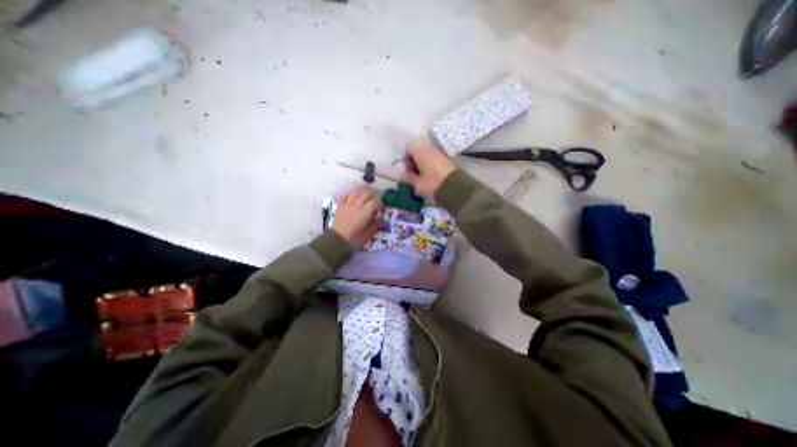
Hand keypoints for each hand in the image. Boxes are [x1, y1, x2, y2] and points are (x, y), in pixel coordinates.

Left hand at [332, 186, 384, 247]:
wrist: (336, 241)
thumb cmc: (354, 239)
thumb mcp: (368, 234)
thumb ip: (376, 225)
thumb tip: (384, 221)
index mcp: (364, 213)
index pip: (374, 202)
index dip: (380, 203)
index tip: (382, 208)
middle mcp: (356, 206)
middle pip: (366, 193)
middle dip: (372, 194)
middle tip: (376, 197)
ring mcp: (347, 205)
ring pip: (355, 193)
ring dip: (362, 192)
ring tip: (365, 195)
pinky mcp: (339, 206)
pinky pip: (344, 196)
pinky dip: (350, 195)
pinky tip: (353, 197)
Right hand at [406, 132, 453, 197]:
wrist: (455, 188)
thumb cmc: (432, 184)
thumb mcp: (417, 183)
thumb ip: (408, 177)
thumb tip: (403, 173)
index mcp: (421, 151)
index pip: (409, 146)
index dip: (405, 157)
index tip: (405, 169)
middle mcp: (430, 148)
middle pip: (418, 149)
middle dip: (413, 159)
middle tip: (412, 173)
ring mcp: (440, 153)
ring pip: (426, 153)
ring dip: (422, 162)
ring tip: (420, 176)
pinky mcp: (447, 159)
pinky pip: (434, 158)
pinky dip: (429, 164)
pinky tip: (429, 176)